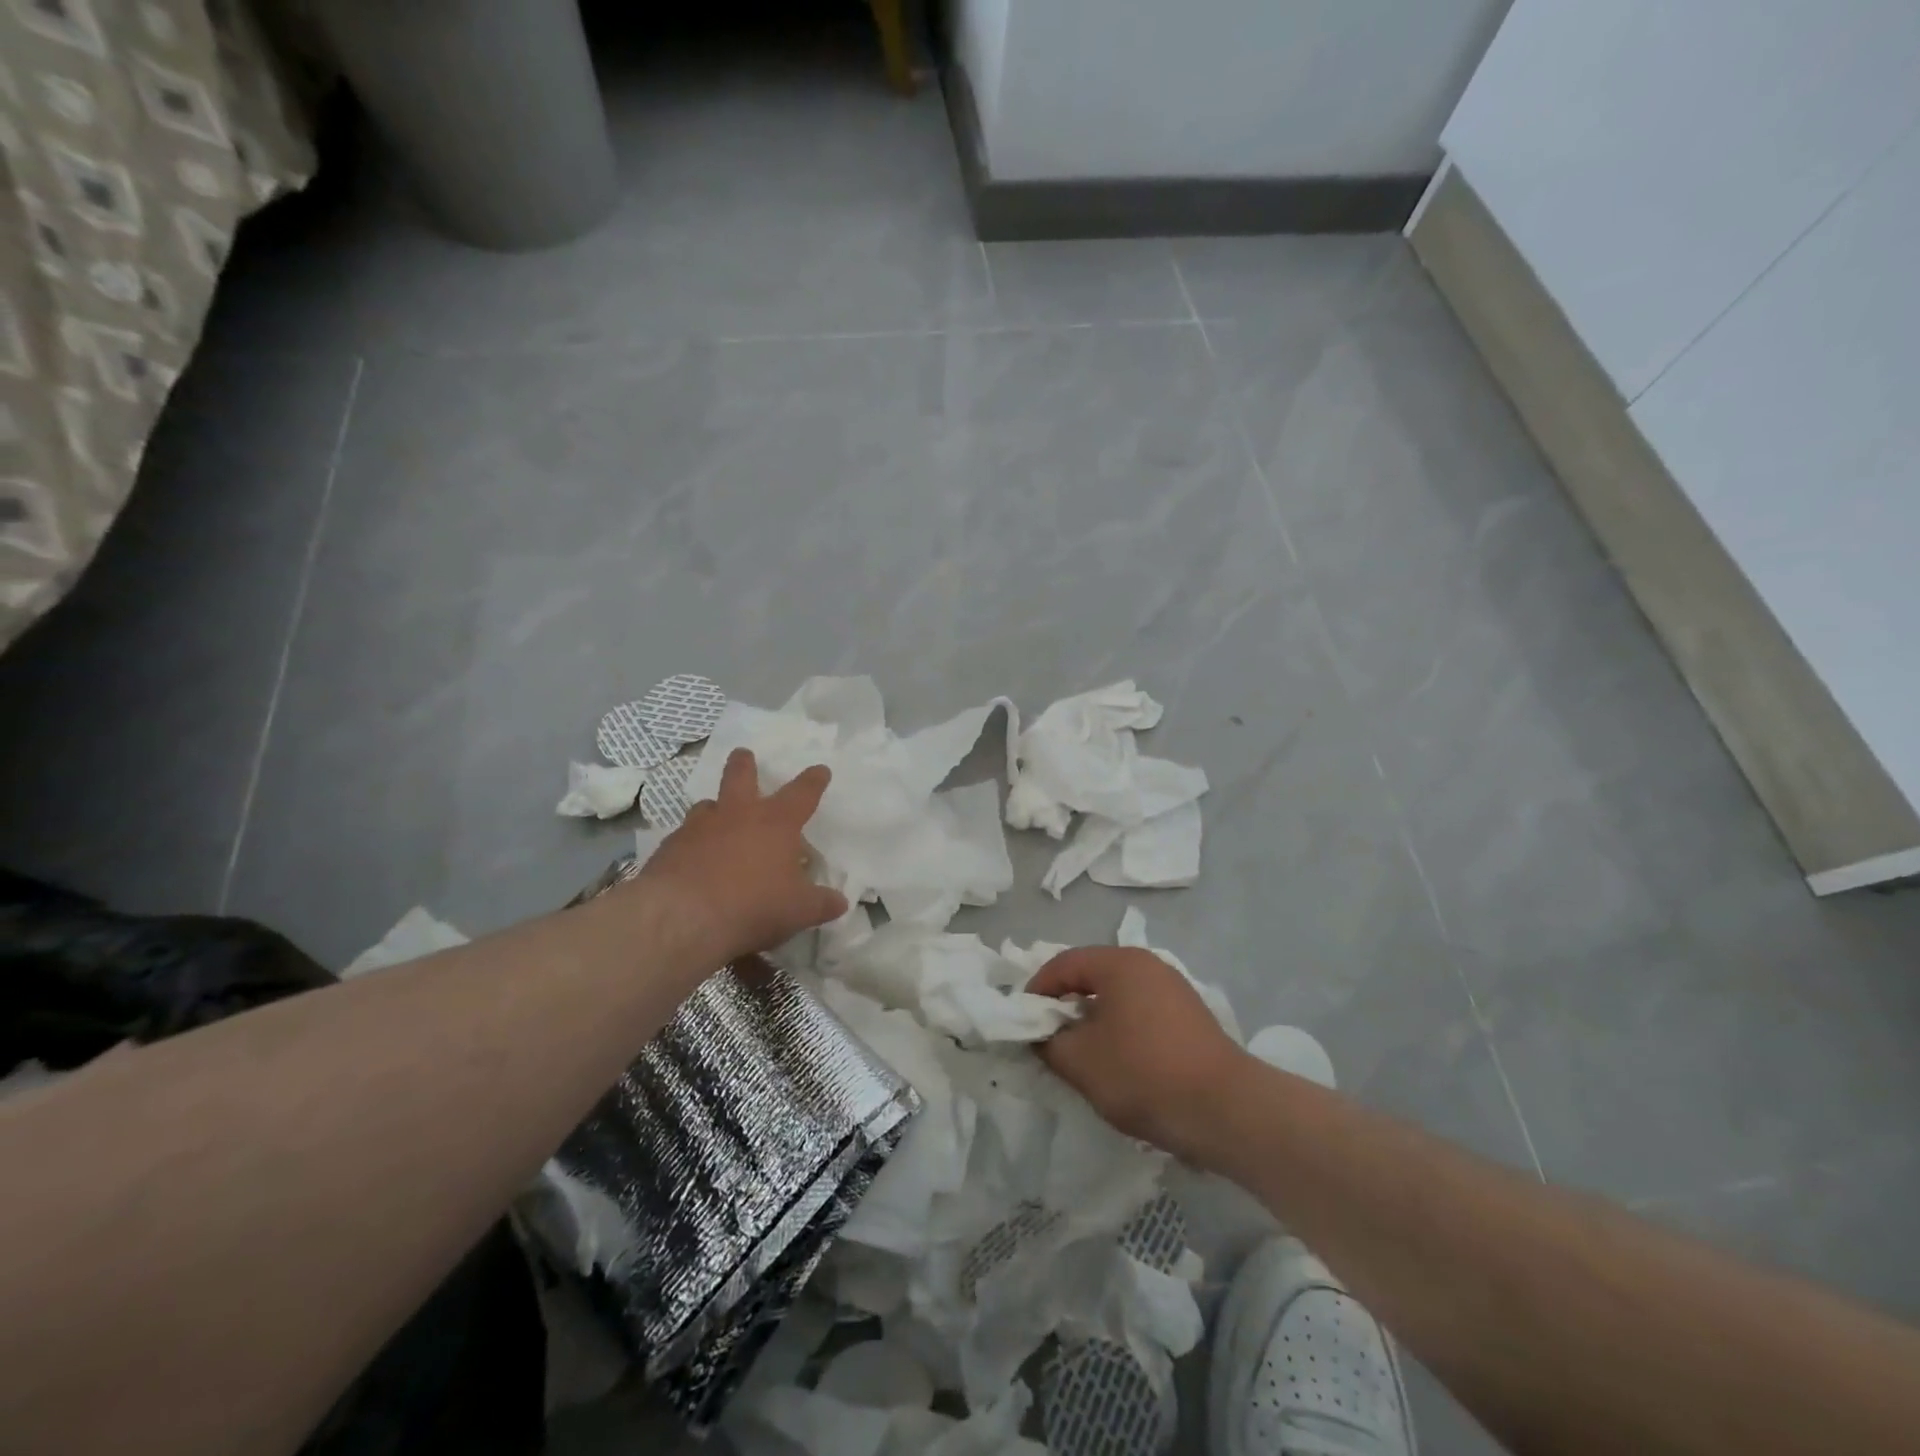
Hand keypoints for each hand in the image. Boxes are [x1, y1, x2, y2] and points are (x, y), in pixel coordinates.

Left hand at [637, 749, 848, 967]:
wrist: (682, 917)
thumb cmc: (753, 905)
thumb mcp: (798, 910)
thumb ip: (821, 904)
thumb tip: (840, 903)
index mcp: (776, 823)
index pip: (802, 793)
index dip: (813, 781)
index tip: (820, 770)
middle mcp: (737, 815)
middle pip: (740, 777)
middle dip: (744, 764)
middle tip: (744, 754)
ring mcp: (699, 828)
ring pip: (706, 805)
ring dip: (714, 807)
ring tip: (716, 814)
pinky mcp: (669, 848)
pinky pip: (683, 837)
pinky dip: (691, 843)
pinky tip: (692, 859)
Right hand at [1028, 946, 1250, 1164]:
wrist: (1227, 1111)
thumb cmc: (1144, 1074)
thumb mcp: (1081, 1061)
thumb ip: (1049, 1042)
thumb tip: (1041, 1034)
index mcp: (1120, 963)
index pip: (1064, 964)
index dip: (1037, 991)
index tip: (1022, 1023)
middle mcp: (1149, 965)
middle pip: (1092, 976)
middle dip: (1065, 1005)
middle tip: (1048, 1038)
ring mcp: (1174, 989)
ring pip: (1118, 996)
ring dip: (1093, 1020)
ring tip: (1080, 1054)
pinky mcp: (1191, 1017)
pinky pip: (1141, 1012)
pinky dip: (1120, 1029)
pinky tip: (1119, 1062)